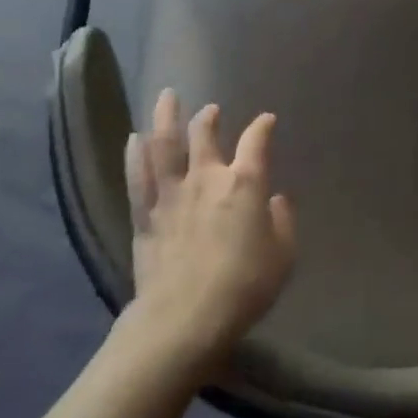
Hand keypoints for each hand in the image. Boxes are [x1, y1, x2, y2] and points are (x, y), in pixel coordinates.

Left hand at [124, 90, 295, 363]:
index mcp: (244, 184)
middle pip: (204, 135)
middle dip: (208, 118)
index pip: (256, 142)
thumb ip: (282, 221)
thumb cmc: (243, 287)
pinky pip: (138, 177)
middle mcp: (206, 178)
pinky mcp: (144, 215)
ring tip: (166, 97)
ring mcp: (170, 194)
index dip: (263, 127)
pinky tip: (134, 138)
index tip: (267, 120)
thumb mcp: (283, 256)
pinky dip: (136, 154)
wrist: (184, 319)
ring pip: (164, 145)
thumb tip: (275, 199)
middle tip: (210, 110)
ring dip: (165, 117)